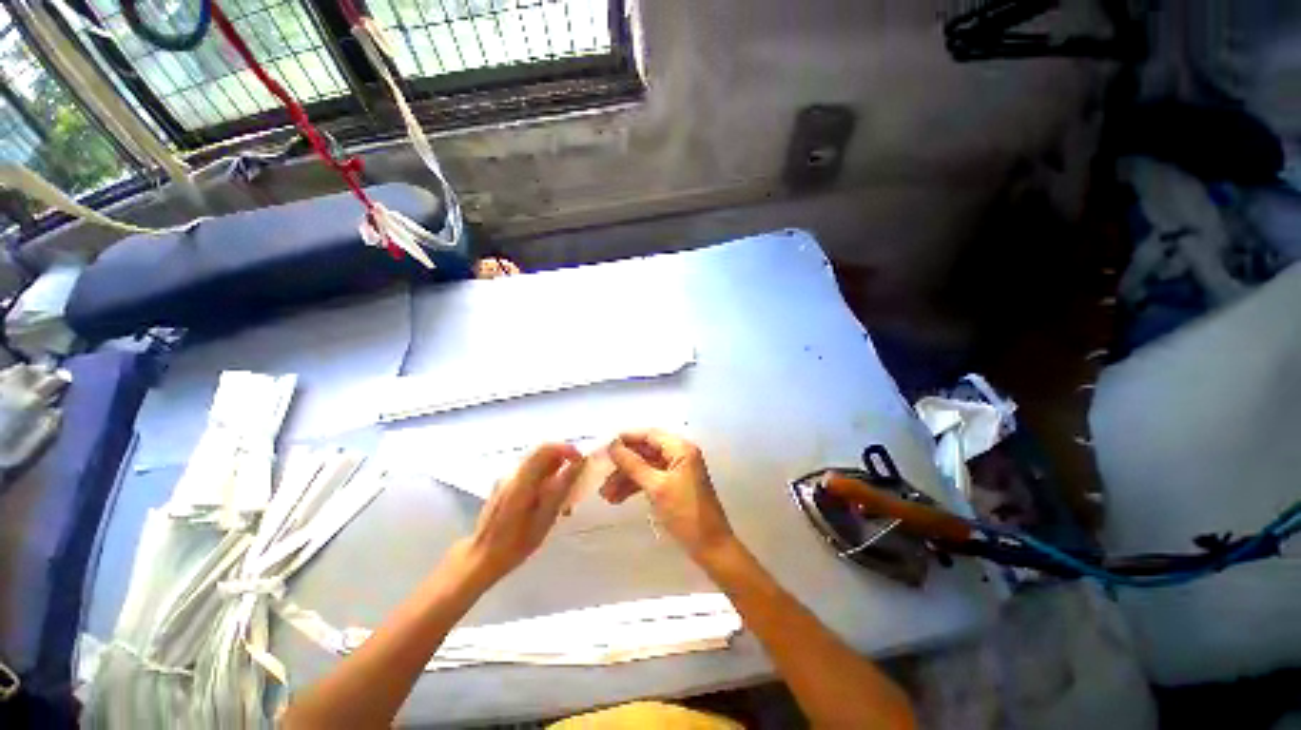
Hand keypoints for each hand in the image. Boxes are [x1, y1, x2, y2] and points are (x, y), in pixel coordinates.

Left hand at [461, 443, 583, 582]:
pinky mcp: (504, 486)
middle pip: (541, 452)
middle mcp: (512, 473)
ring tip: (566, 489)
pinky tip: (549, 497)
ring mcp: (506, 478)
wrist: (481, 558)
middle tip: (577, 474)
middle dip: (562, 458)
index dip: (567, 449)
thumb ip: (561, 488)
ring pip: (536, 461)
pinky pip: (529, 471)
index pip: (547, 448)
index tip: (581, 461)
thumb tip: (578, 465)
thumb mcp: (544, 517)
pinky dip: (544, 475)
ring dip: (554, 467)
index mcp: (521, 479)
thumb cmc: (515, 543)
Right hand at [601, 430, 735, 560]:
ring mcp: (677, 470)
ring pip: (646, 467)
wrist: (710, 547)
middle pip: (646, 451)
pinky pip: (651, 479)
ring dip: (626, 478)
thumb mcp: (656, 487)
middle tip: (602, 475)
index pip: (649, 435)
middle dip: (623, 464)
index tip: (604, 448)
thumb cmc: (685, 513)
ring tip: (606, 495)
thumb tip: (613, 445)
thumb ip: (633, 465)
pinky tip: (618, 498)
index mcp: (681, 448)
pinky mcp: (674, 485)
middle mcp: (680, 454)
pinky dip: (635, 487)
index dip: (626, 439)